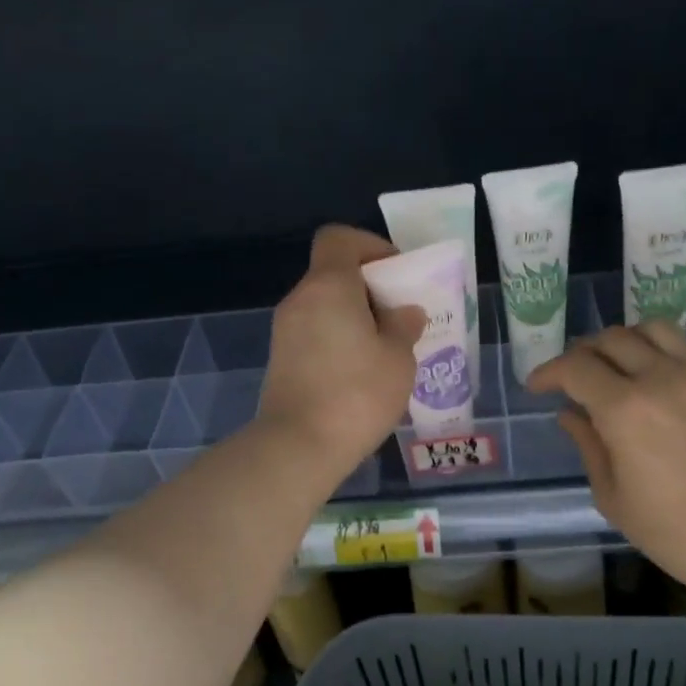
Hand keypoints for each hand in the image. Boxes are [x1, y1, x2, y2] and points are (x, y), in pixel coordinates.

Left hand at [256, 225, 424, 478]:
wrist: (298, 446)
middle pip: (333, 274)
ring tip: (385, 351)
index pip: (339, 238)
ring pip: (324, 307)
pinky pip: (315, 334)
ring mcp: (285, 331)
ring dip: (354, 318)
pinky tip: (361, 374)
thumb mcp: (398, 359)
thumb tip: (404, 312)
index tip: (395, 274)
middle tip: (399, 318)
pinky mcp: (281, 360)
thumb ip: (404, 326)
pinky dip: (337, 340)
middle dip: (369, 289)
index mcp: (328, 286)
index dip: (370, 246)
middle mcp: (300, 300)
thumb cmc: (357, 394)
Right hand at [527, 322, 685, 607]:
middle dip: (583, 353)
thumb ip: (588, 446)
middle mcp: (662, 378)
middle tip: (575, 377)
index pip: (575, 368)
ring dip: (628, 340)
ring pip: (656, 329)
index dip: (548, 372)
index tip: (538, 387)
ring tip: (621, 363)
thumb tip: (570, 414)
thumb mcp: (613, 497)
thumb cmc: (675, 532)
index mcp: (624, 410)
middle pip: (612, 339)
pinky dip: (676, 350)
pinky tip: (670, 372)